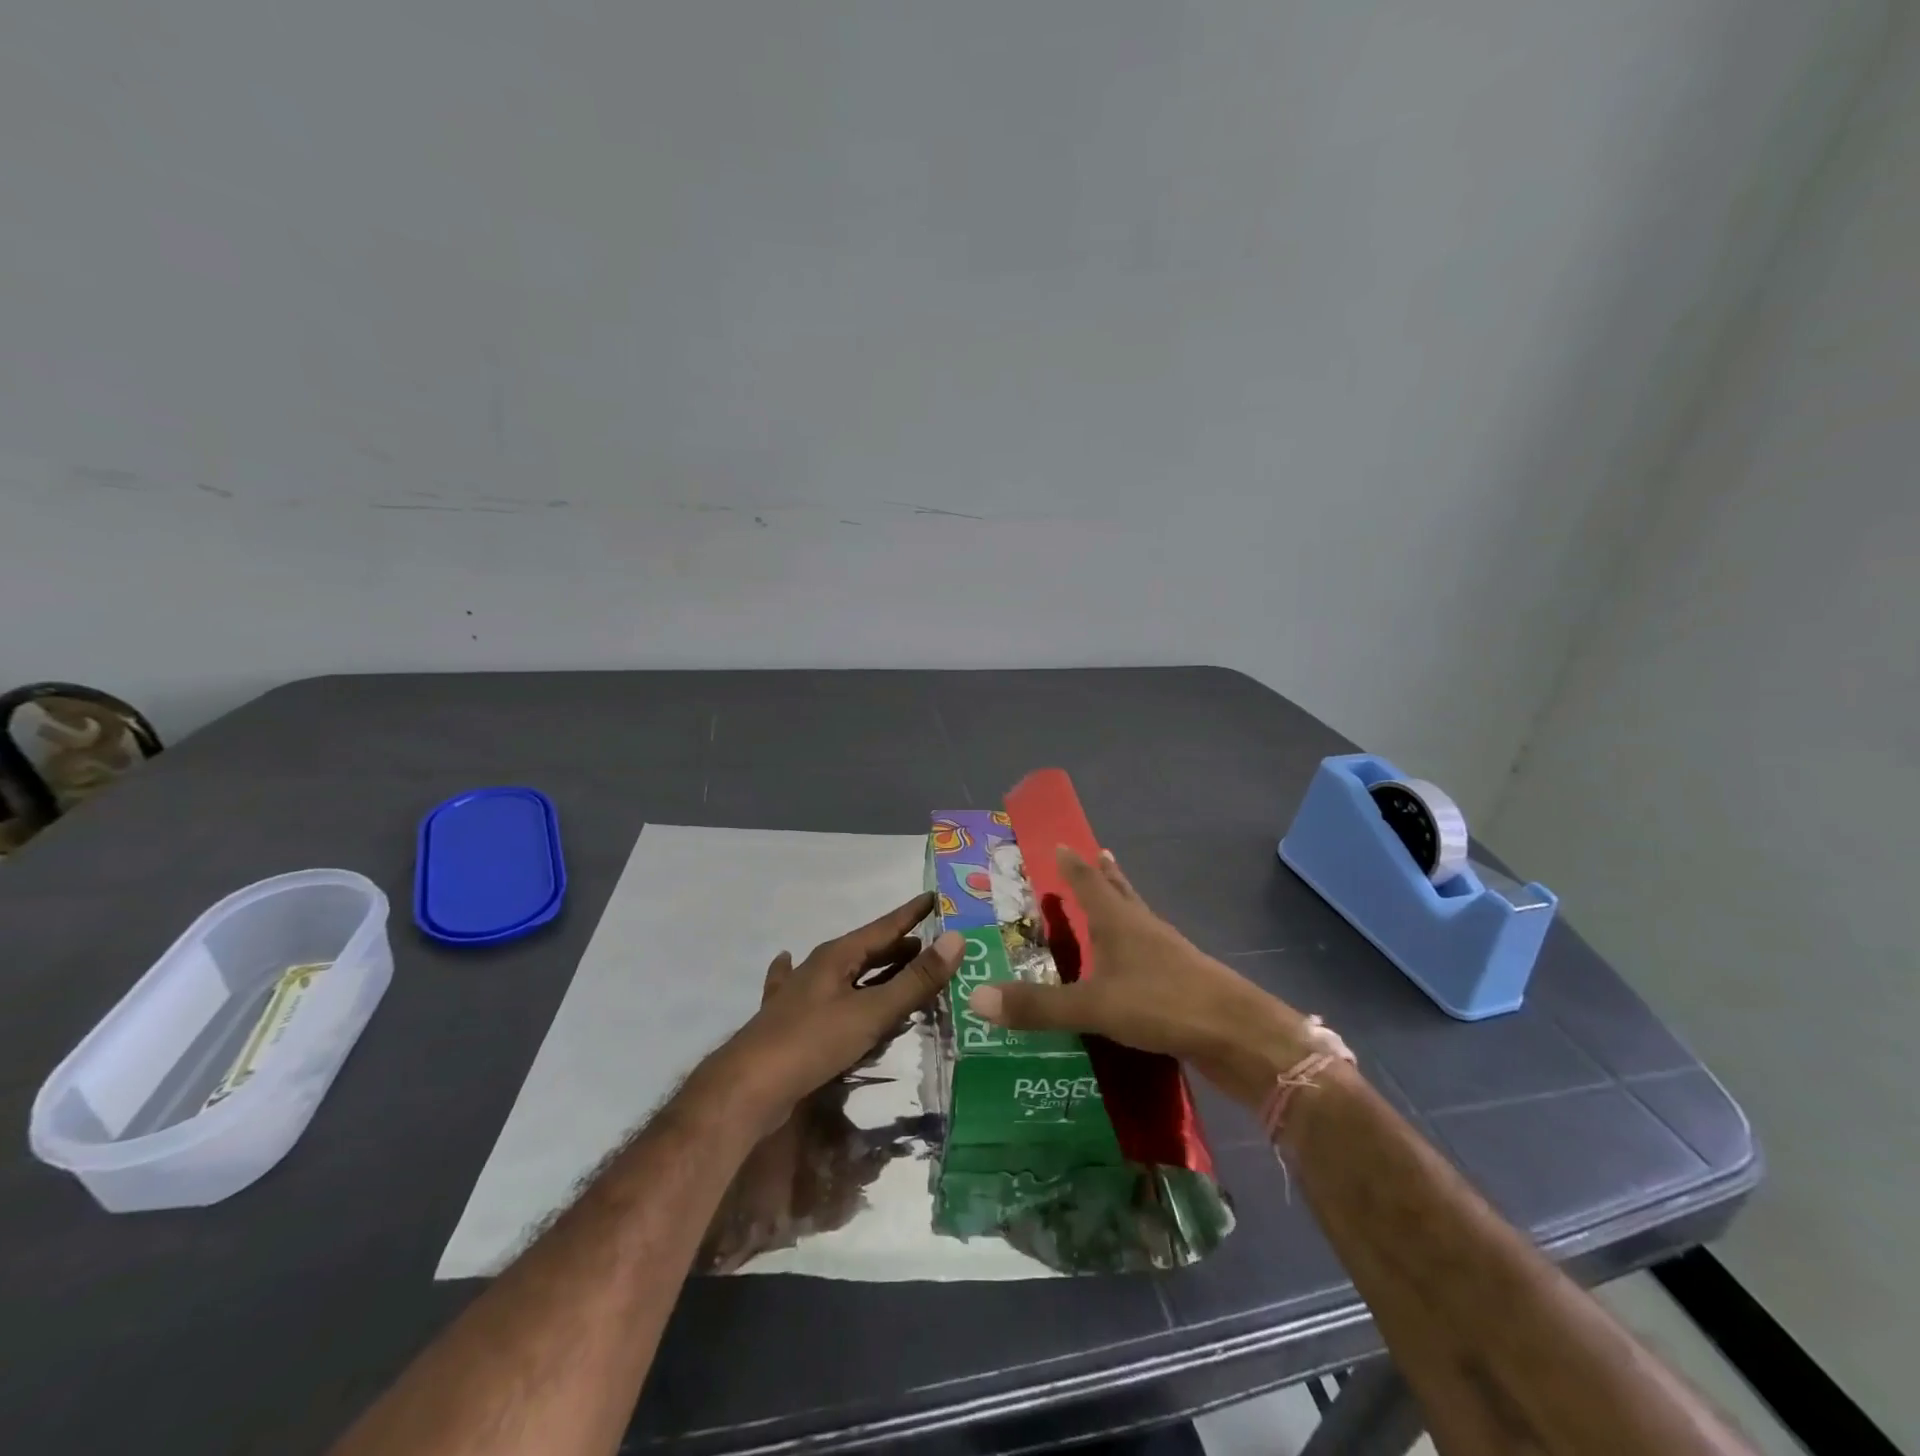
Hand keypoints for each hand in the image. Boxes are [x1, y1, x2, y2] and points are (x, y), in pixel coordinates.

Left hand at [698, 892, 961, 1134]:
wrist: (747, 1089)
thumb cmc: (812, 1043)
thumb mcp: (871, 1012)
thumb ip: (915, 981)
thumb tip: (957, 940)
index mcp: (838, 956)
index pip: (886, 926)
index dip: (913, 913)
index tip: (938, 899)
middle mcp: (819, 967)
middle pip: (867, 949)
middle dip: (900, 946)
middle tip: (934, 945)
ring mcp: (801, 993)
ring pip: (846, 972)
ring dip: (875, 969)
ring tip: (901, 966)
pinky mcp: (791, 1021)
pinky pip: (818, 995)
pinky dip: (826, 985)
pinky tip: (788, 962)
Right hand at [967, 847, 1313, 1106]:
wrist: (1237, 1033)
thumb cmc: (1162, 1004)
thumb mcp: (1092, 1006)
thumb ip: (1037, 1005)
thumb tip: (976, 997)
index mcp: (1119, 922)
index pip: (1088, 882)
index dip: (1071, 863)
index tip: (1060, 843)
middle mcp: (1143, 927)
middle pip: (1119, 891)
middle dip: (1103, 874)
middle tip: (1094, 854)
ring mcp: (1167, 953)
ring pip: (1137, 918)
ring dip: (1122, 904)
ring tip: (1114, 897)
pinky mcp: (1181, 980)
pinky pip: (1149, 951)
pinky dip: (1134, 945)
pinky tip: (1132, 963)